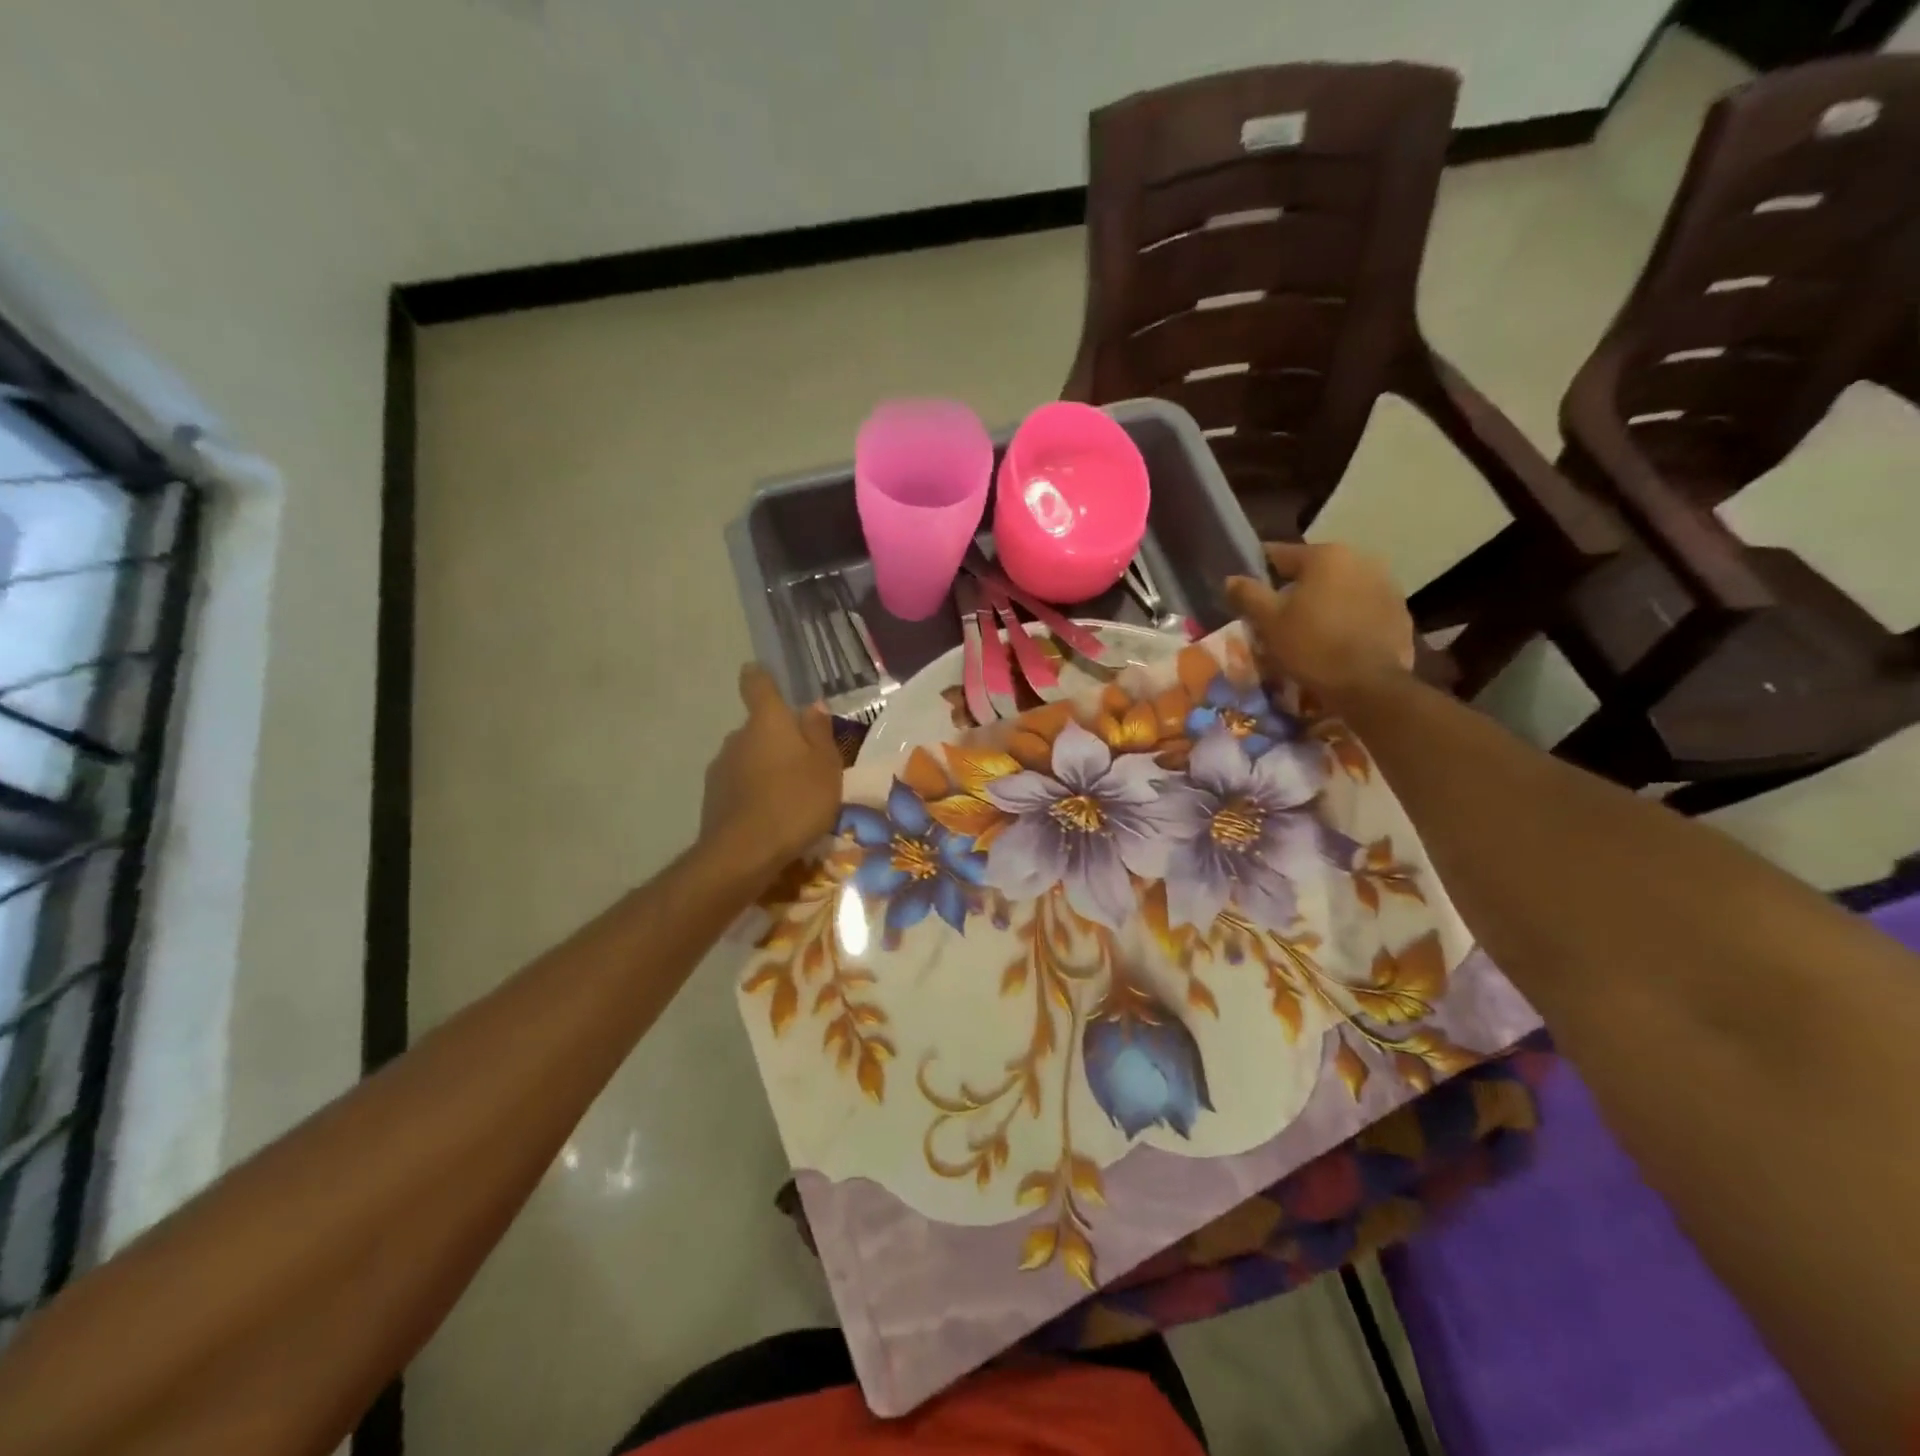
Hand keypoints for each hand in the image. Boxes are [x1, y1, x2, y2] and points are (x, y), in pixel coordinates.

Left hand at [699, 664, 843, 883]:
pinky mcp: (712, 798)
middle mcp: (737, 737)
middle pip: (757, 727)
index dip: (762, 677)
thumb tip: (812, 706)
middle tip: (804, 763)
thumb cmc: (796, 801)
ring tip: (790, 796)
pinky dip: (753, 794)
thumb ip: (819, 733)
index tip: (768, 679)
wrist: (744, 853)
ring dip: (765, 768)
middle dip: (777, 739)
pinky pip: (738, 786)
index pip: (757, 684)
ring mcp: (720, 768)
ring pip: (747, 758)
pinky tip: (771, 817)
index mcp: (767, 721)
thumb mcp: (826, 766)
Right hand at [1225, 541, 1414, 702]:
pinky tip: (1335, 642)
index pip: (1280, 554)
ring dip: (1322, 603)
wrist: (1369, 685)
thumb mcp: (1269, 621)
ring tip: (1307, 631)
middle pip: (1313, 571)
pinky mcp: (1399, 612)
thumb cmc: (1312, 646)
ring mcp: (1386, 584)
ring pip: (1340, 588)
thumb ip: (1248, 594)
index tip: (1246, 589)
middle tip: (1276, 616)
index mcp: (1326, 555)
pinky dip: (1346, 618)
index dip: (1258, 571)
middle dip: (1294, 589)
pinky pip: (1361, 608)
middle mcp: (1361, 559)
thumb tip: (1232, 579)